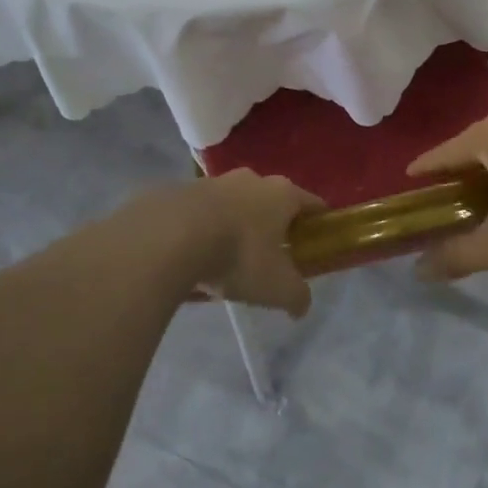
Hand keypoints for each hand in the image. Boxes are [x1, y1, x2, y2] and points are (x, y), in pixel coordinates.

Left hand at [177, 170, 323, 315]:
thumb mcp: (277, 287)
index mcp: (282, 193)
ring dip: (236, 226)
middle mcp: (252, 179)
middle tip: (270, 257)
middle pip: (272, 201)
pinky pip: (202, 213)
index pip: (313, 203)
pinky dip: (204, 229)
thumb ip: (297, 296)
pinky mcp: (181, 191)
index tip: (315, 243)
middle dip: (273, 226)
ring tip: (228, 259)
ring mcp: (214, 181)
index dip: (318, 223)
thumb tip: (301, 307)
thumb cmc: (238, 256)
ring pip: (235, 205)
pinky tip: (196, 255)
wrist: (169, 237)